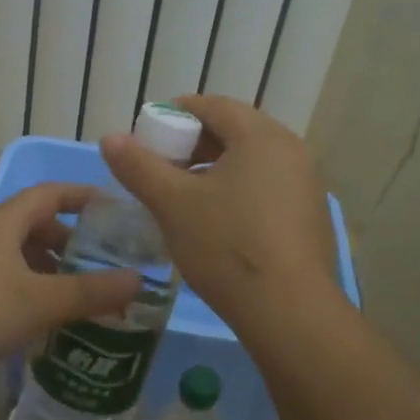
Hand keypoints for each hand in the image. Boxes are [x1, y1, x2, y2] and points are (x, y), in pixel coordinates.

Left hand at [0, 182, 141, 396]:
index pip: (49, 193)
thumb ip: (90, 291)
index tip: (115, 210)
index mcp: (1, 223)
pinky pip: (3, 283)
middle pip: (33, 225)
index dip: (83, 195)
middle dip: (68, 241)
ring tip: (79, 295)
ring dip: (49, 270)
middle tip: (101, 263)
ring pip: (17, 257)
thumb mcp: (40, 302)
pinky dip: (28, 292)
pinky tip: (43, 321)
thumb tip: (139, 279)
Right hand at [101, 95, 338, 323]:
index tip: (146, 135)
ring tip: (182, 197)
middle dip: (191, 145)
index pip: (213, 106)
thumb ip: (139, 166)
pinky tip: (215, 223)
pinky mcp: (309, 218)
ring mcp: (306, 186)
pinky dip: (236, 193)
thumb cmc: (227, 245)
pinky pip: (266, 189)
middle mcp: (291, 151)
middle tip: (160, 167)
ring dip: (212, 171)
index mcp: (261, 136)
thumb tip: (110, 138)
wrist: (289, 312)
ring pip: (250, 163)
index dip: (174, 114)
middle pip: (233, 132)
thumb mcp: (172, 204)